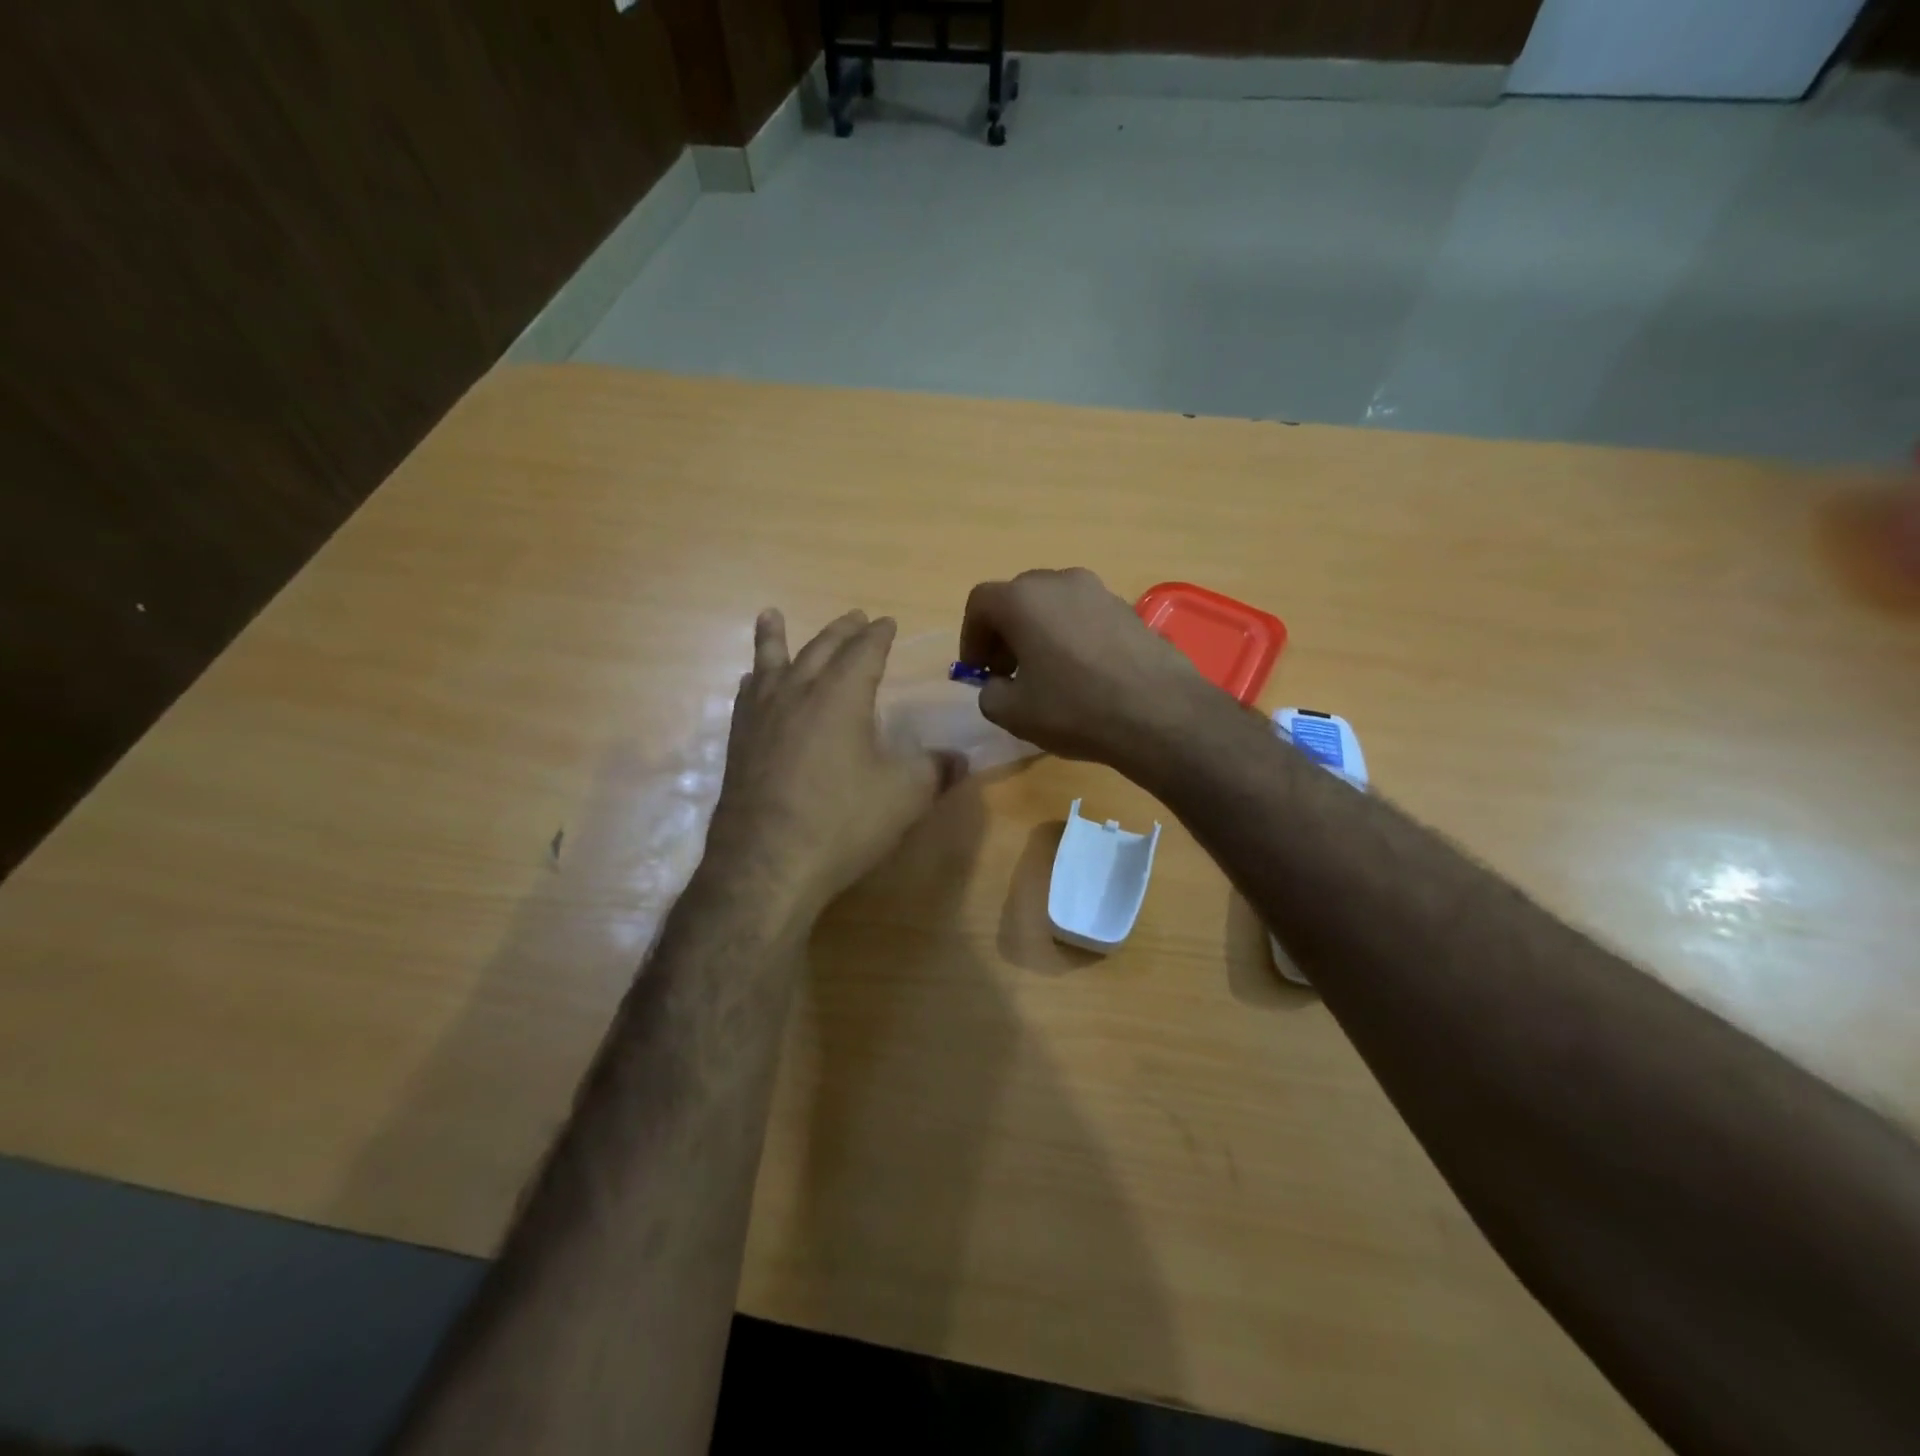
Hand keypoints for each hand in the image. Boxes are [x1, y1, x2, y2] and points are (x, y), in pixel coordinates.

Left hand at [706, 609, 963, 919]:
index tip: (887, 622)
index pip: (864, 652)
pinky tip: (751, 684)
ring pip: (770, 663)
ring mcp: (762, 717)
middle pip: (820, 649)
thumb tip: (960, 759)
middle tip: (854, 616)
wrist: (766, 864)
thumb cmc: (842, 822)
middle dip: (841, 631)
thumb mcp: (904, 797)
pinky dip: (754, 680)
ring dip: (776, 637)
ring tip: (772, 615)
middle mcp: (798, 694)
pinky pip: (747, 696)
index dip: (879, 635)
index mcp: (841, 696)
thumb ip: (934, 771)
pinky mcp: (739, 744)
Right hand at [958, 568, 1215, 769]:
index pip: (981, 603)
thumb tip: (998, 684)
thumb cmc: (1075, 709)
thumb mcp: (1012, 713)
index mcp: (1024, 599)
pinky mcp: (1130, 609)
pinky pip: (1085, 616)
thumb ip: (990, 692)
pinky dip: (1072, 636)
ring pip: (1054, 605)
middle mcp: (1061, 582)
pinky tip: (1083, 673)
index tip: (977, 671)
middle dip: (1005, 632)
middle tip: (1007, 671)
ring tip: (1046, 673)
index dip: (971, 637)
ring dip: (1040, 632)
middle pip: (1018, 598)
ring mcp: (1100, 591)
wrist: (1160, 714)